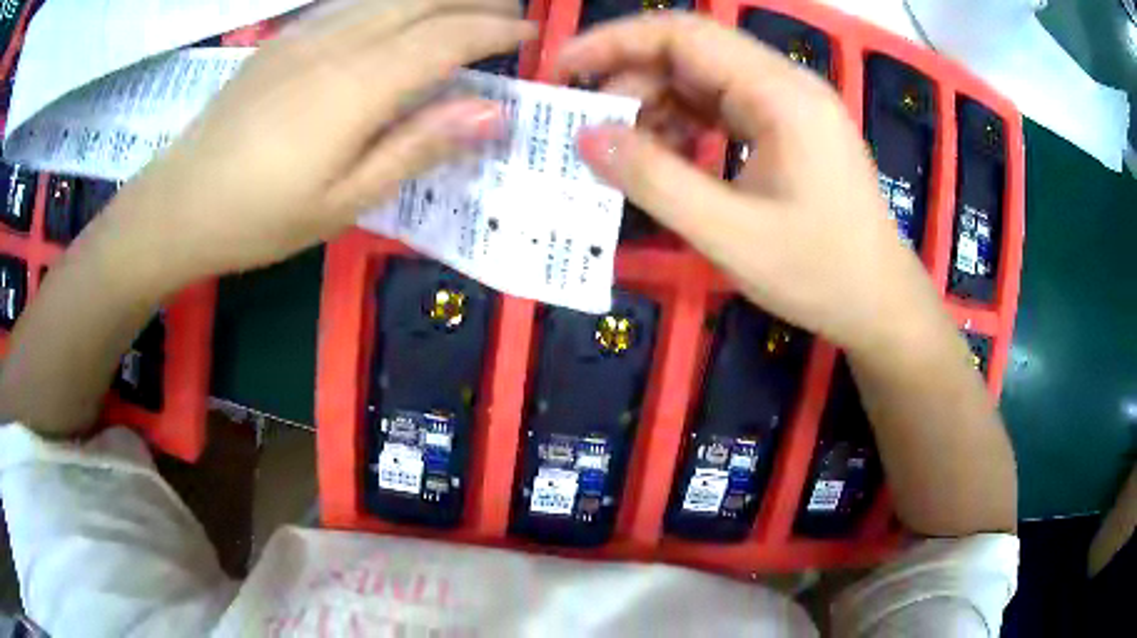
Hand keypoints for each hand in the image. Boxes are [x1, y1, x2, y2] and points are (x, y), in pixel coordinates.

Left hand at [103, 0, 533, 288]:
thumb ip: (418, 147)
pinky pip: (351, 3)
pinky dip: (391, 0)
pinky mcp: (282, 40)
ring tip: (466, 6)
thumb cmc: (260, 218)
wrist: (178, 204)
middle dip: (476, 0)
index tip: (529, 37)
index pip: (447, 38)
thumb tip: (493, 111)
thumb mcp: (345, 202)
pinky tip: (399, 11)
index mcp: (359, 85)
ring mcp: (305, 35)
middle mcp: (338, 43)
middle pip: (422, 1)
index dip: (495, 32)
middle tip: (511, 12)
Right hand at [562, 14, 942, 352]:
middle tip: (590, 124)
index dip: (615, 41)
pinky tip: (666, 156)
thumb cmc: (820, 273)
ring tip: (623, 148)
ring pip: (705, 80)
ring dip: (657, 104)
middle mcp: (786, 85)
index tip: (564, 68)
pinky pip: (724, 108)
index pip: (684, 35)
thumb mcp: (732, 235)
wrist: (881, 304)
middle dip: (632, 78)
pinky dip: (686, 125)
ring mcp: (790, 106)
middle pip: (693, 52)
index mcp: (781, 94)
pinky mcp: (789, 130)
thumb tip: (587, 137)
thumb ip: (656, 181)